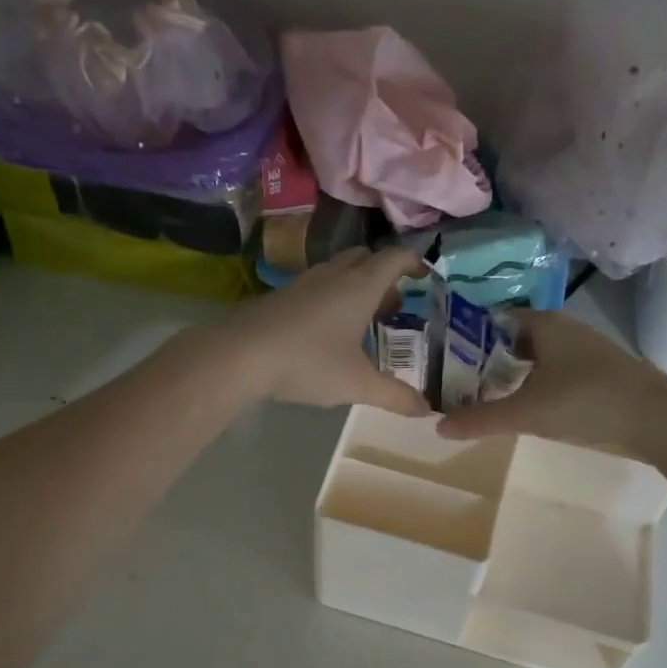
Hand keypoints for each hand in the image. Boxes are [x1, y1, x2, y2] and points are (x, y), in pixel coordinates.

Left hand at [223, 247, 430, 416]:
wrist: (239, 355)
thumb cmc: (308, 362)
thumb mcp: (357, 384)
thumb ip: (394, 395)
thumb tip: (427, 409)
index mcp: (360, 286)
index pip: (394, 258)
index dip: (413, 262)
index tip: (425, 275)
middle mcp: (333, 275)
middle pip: (365, 258)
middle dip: (385, 275)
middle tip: (395, 304)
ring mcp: (303, 283)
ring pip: (339, 271)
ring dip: (357, 287)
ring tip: (365, 319)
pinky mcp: (280, 296)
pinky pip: (317, 286)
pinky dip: (333, 298)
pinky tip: (328, 331)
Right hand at [435, 309, 666, 451]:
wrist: (659, 421)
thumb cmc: (587, 401)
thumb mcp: (528, 413)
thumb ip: (481, 419)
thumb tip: (437, 426)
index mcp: (544, 324)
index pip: (492, 320)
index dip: (465, 337)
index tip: (440, 358)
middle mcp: (563, 330)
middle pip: (512, 341)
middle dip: (484, 360)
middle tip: (453, 382)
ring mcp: (583, 352)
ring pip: (534, 359)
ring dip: (509, 375)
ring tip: (479, 397)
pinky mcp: (597, 374)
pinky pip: (552, 374)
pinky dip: (532, 386)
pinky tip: (523, 407)